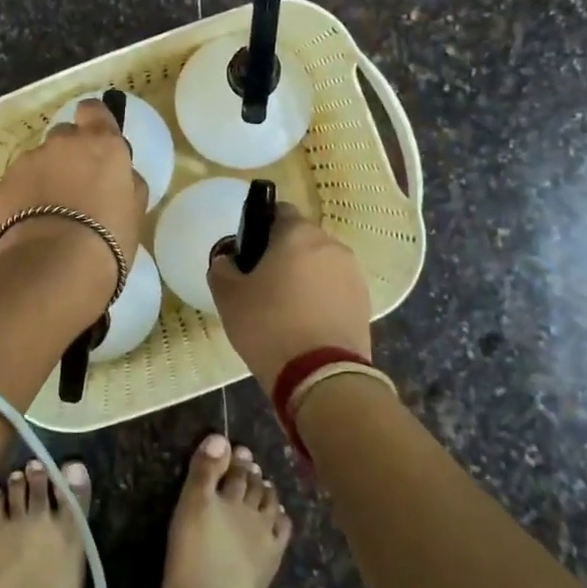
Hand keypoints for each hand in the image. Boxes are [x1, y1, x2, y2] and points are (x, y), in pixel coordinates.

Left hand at [0, 97, 147, 295]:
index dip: (94, 122)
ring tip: (50, 215)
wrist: (54, 268)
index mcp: (101, 143)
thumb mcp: (135, 210)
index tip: (96, 143)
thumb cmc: (108, 239)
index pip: (94, 110)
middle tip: (76, 189)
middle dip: (69, 155)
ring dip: (45, 178)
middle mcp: (62, 142)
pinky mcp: (3, 185)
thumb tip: (120, 175)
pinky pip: (17, 185)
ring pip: (38, 161)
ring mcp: (28, 161)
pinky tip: (30, 227)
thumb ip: (127, 182)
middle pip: (65, 136)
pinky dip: (23, 198)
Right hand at [207, 204, 372, 390]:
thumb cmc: (268, 325)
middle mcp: (331, 245)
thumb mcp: (228, 296)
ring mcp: (353, 274)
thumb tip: (228, 260)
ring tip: (285, 308)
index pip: (278, 211)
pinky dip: (321, 298)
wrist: (321, 376)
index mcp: (298, 233)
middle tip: (261, 284)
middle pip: (301, 239)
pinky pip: (335, 289)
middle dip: (283, 254)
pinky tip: (305, 324)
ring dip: (304, 277)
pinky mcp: (364, 303)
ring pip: (320, 265)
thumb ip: (222, 268)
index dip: (260, 228)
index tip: (248, 254)